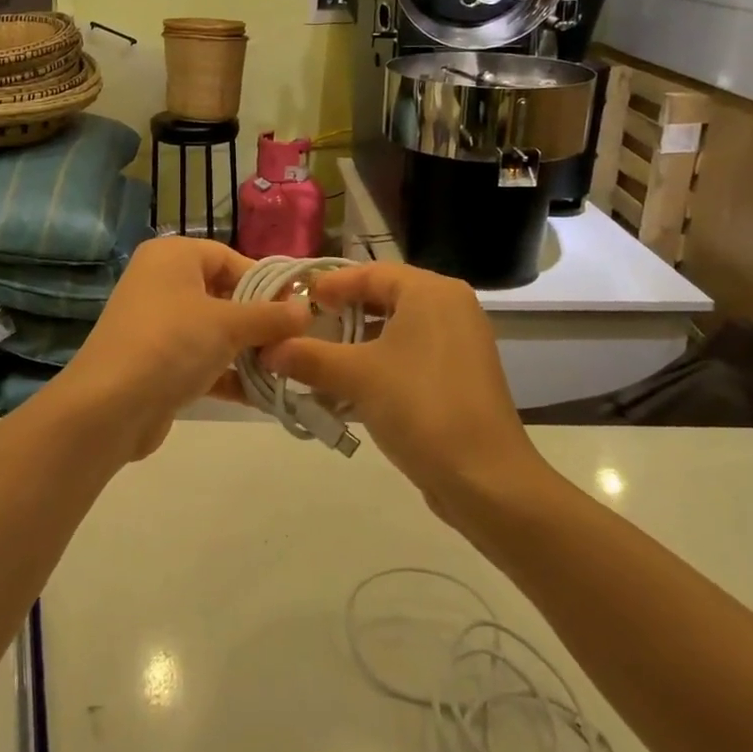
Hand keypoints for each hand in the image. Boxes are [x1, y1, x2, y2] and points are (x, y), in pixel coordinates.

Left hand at [56, 237, 309, 460]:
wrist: (109, 407)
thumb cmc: (172, 344)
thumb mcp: (228, 325)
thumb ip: (271, 317)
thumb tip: (307, 310)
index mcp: (173, 256)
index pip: (231, 259)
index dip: (266, 283)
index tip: (299, 310)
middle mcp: (162, 282)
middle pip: (224, 295)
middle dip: (260, 322)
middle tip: (297, 343)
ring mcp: (157, 325)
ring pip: (214, 331)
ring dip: (248, 352)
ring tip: (287, 371)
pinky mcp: (157, 363)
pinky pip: (202, 360)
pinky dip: (228, 374)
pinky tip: (262, 395)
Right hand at [258, 263, 546, 505]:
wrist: (485, 479)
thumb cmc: (420, 407)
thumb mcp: (356, 377)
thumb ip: (309, 357)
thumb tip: (267, 349)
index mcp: (430, 292)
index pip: (370, 272)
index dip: (330, 285)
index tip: (296, 300)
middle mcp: (450, 307)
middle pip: (384, 298)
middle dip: (341, 315)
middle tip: (303, 327)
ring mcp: (459, 343)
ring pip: (396, 330)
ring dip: (356, 344)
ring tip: (318, 360)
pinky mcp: (460, 376)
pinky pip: (411, 355)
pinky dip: (379, 364)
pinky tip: (347, 390)